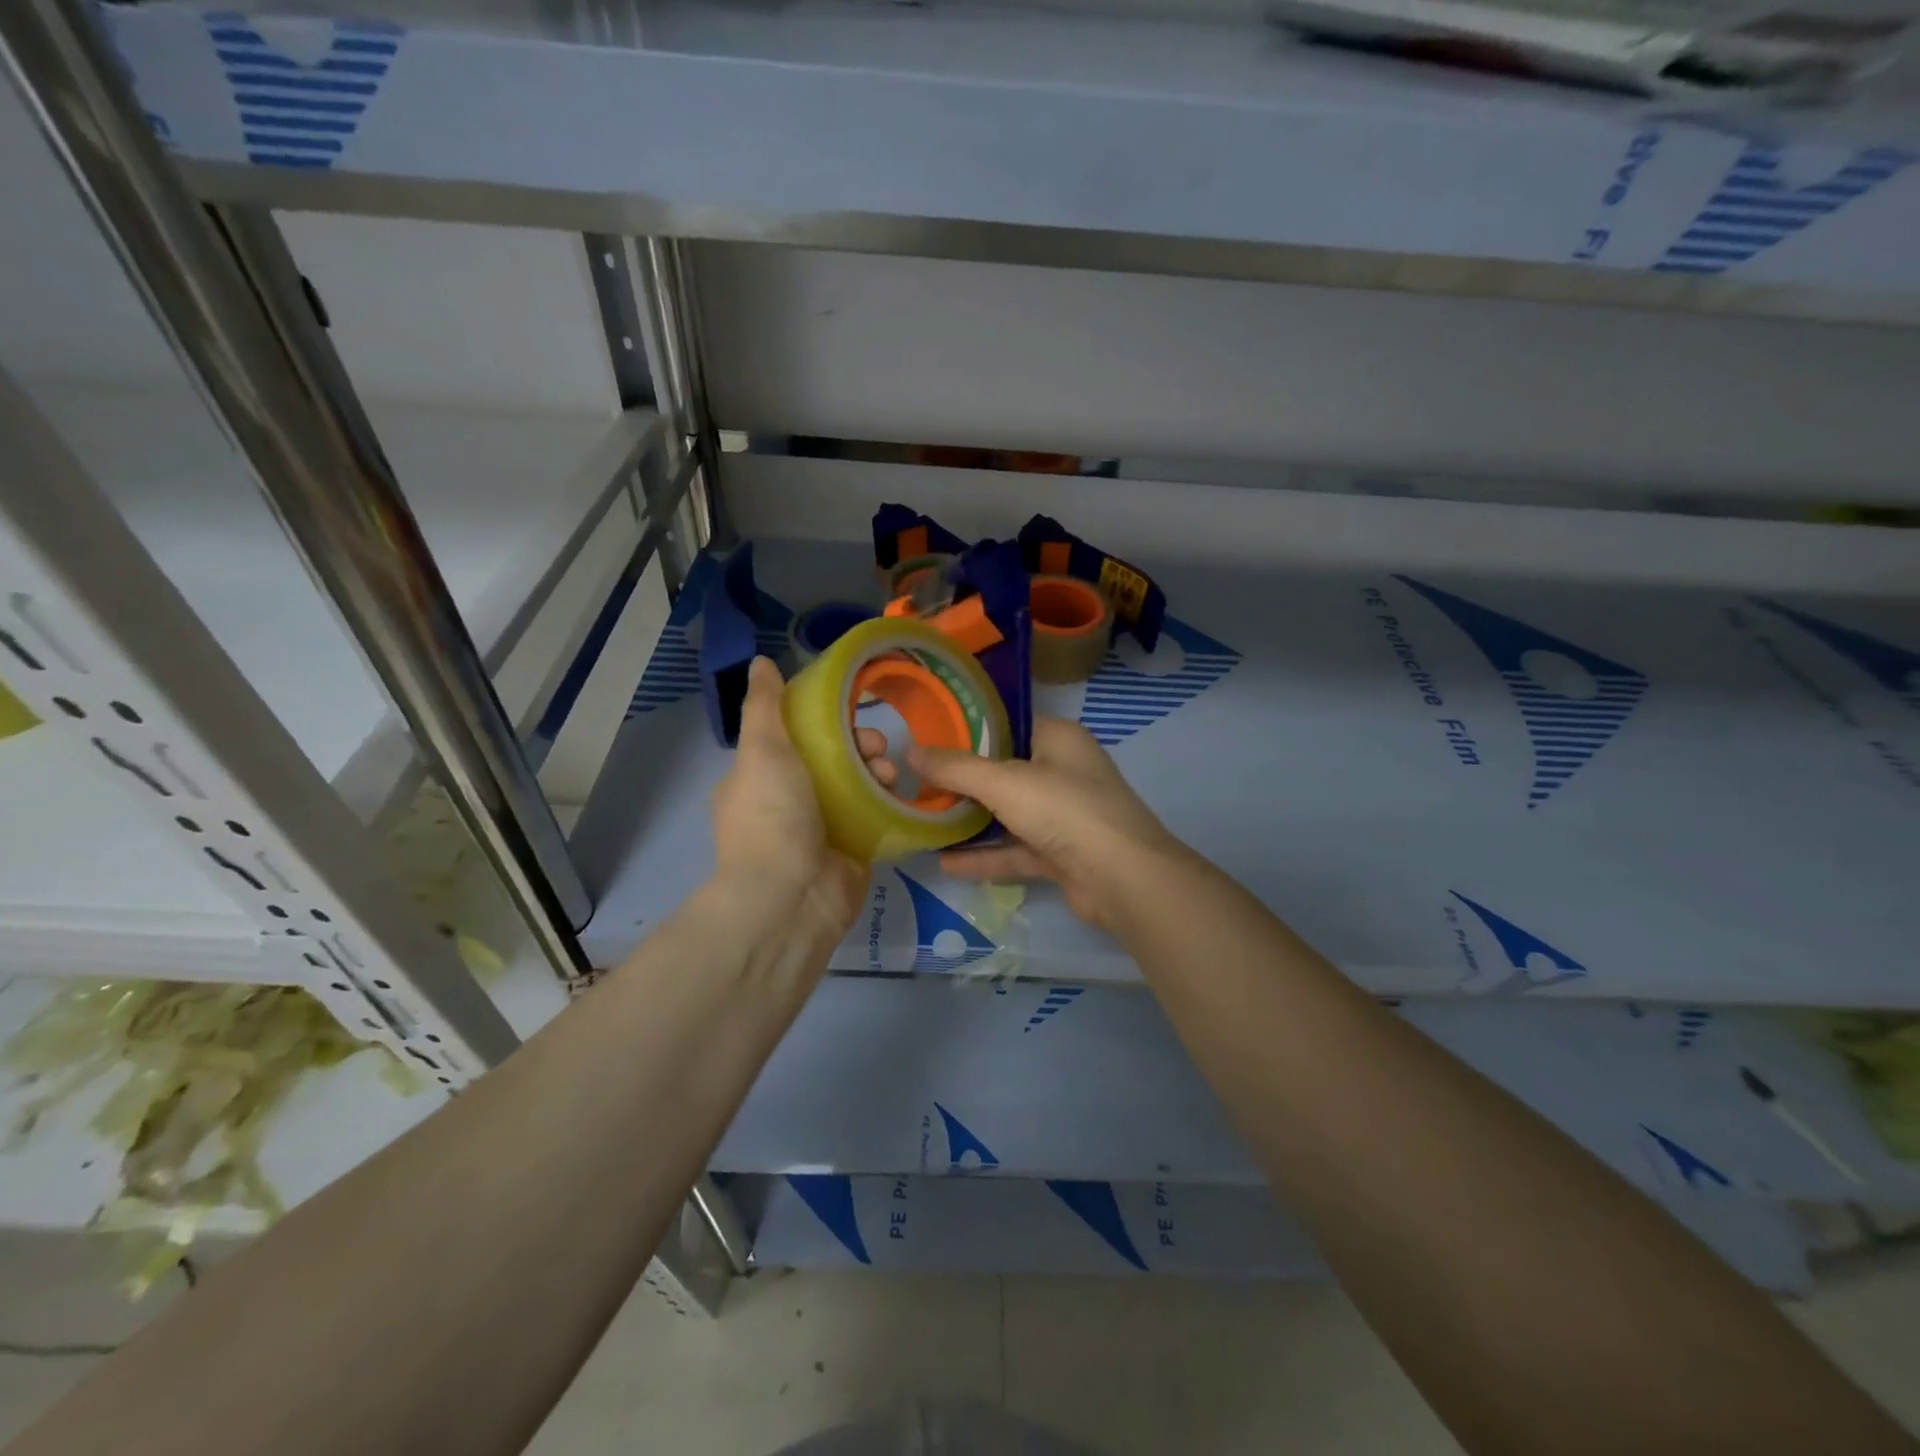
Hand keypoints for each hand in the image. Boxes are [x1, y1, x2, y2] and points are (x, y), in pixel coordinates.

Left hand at [708, 657, 872, 944]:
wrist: (791, 897)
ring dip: (875, 770)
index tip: (848, 710)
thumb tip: (760, 662)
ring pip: (856, 785)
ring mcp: (821, 829)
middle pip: (831, 759)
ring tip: (887, 774)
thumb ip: (764, 706)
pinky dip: (887, 801)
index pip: (795, 737)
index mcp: (758, 779)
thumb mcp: (762, 750)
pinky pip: (875, 816)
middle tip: (875, 745)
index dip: (823, 719)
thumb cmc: (771, 816)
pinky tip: (898, 793)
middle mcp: (788, 803)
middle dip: (858, 744)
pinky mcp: (852, 851)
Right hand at [893, 716, 1188, 928]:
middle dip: (962, 779)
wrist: (1123, 879)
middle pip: (1004, 770)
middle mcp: (1063, 772)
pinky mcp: (1061, 854)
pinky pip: (1015, 849)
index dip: (967, 729)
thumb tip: (911, 750)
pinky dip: (985, 856)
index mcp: (1058, 739)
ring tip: (923, 821)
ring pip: (1008, 813)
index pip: (1007, 724)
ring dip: (970, 820)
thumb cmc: (1065, 810)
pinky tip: (945, 863)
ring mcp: (1064, 815)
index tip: (927, 737)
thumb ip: (956, 768)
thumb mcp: (1004, 782)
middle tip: (915, 781)